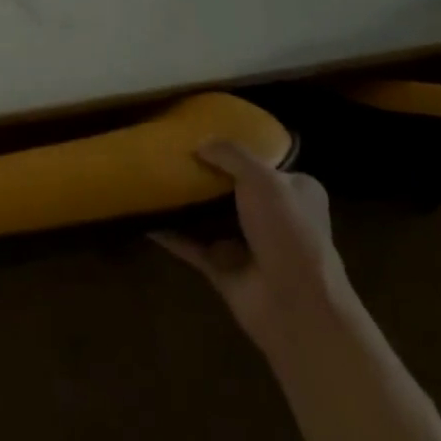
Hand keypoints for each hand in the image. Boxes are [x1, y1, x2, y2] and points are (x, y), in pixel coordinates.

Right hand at [154, 139, 339, 353]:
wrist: (294, 304)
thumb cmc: (287, 230)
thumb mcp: (263, 179)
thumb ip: (231, 155)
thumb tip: (201, 143)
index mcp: (295, 192)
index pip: (265, 165)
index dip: (237, 151)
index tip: (205, 136)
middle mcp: (274, 217)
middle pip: (233, 190)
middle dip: (205, 176)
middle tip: (171, 155)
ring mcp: (248, 245)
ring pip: (210, 218)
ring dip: (186, 204)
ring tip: (153, 180)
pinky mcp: (224, 269)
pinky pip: (191, 246)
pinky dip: (170, 235)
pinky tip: (145, 219)